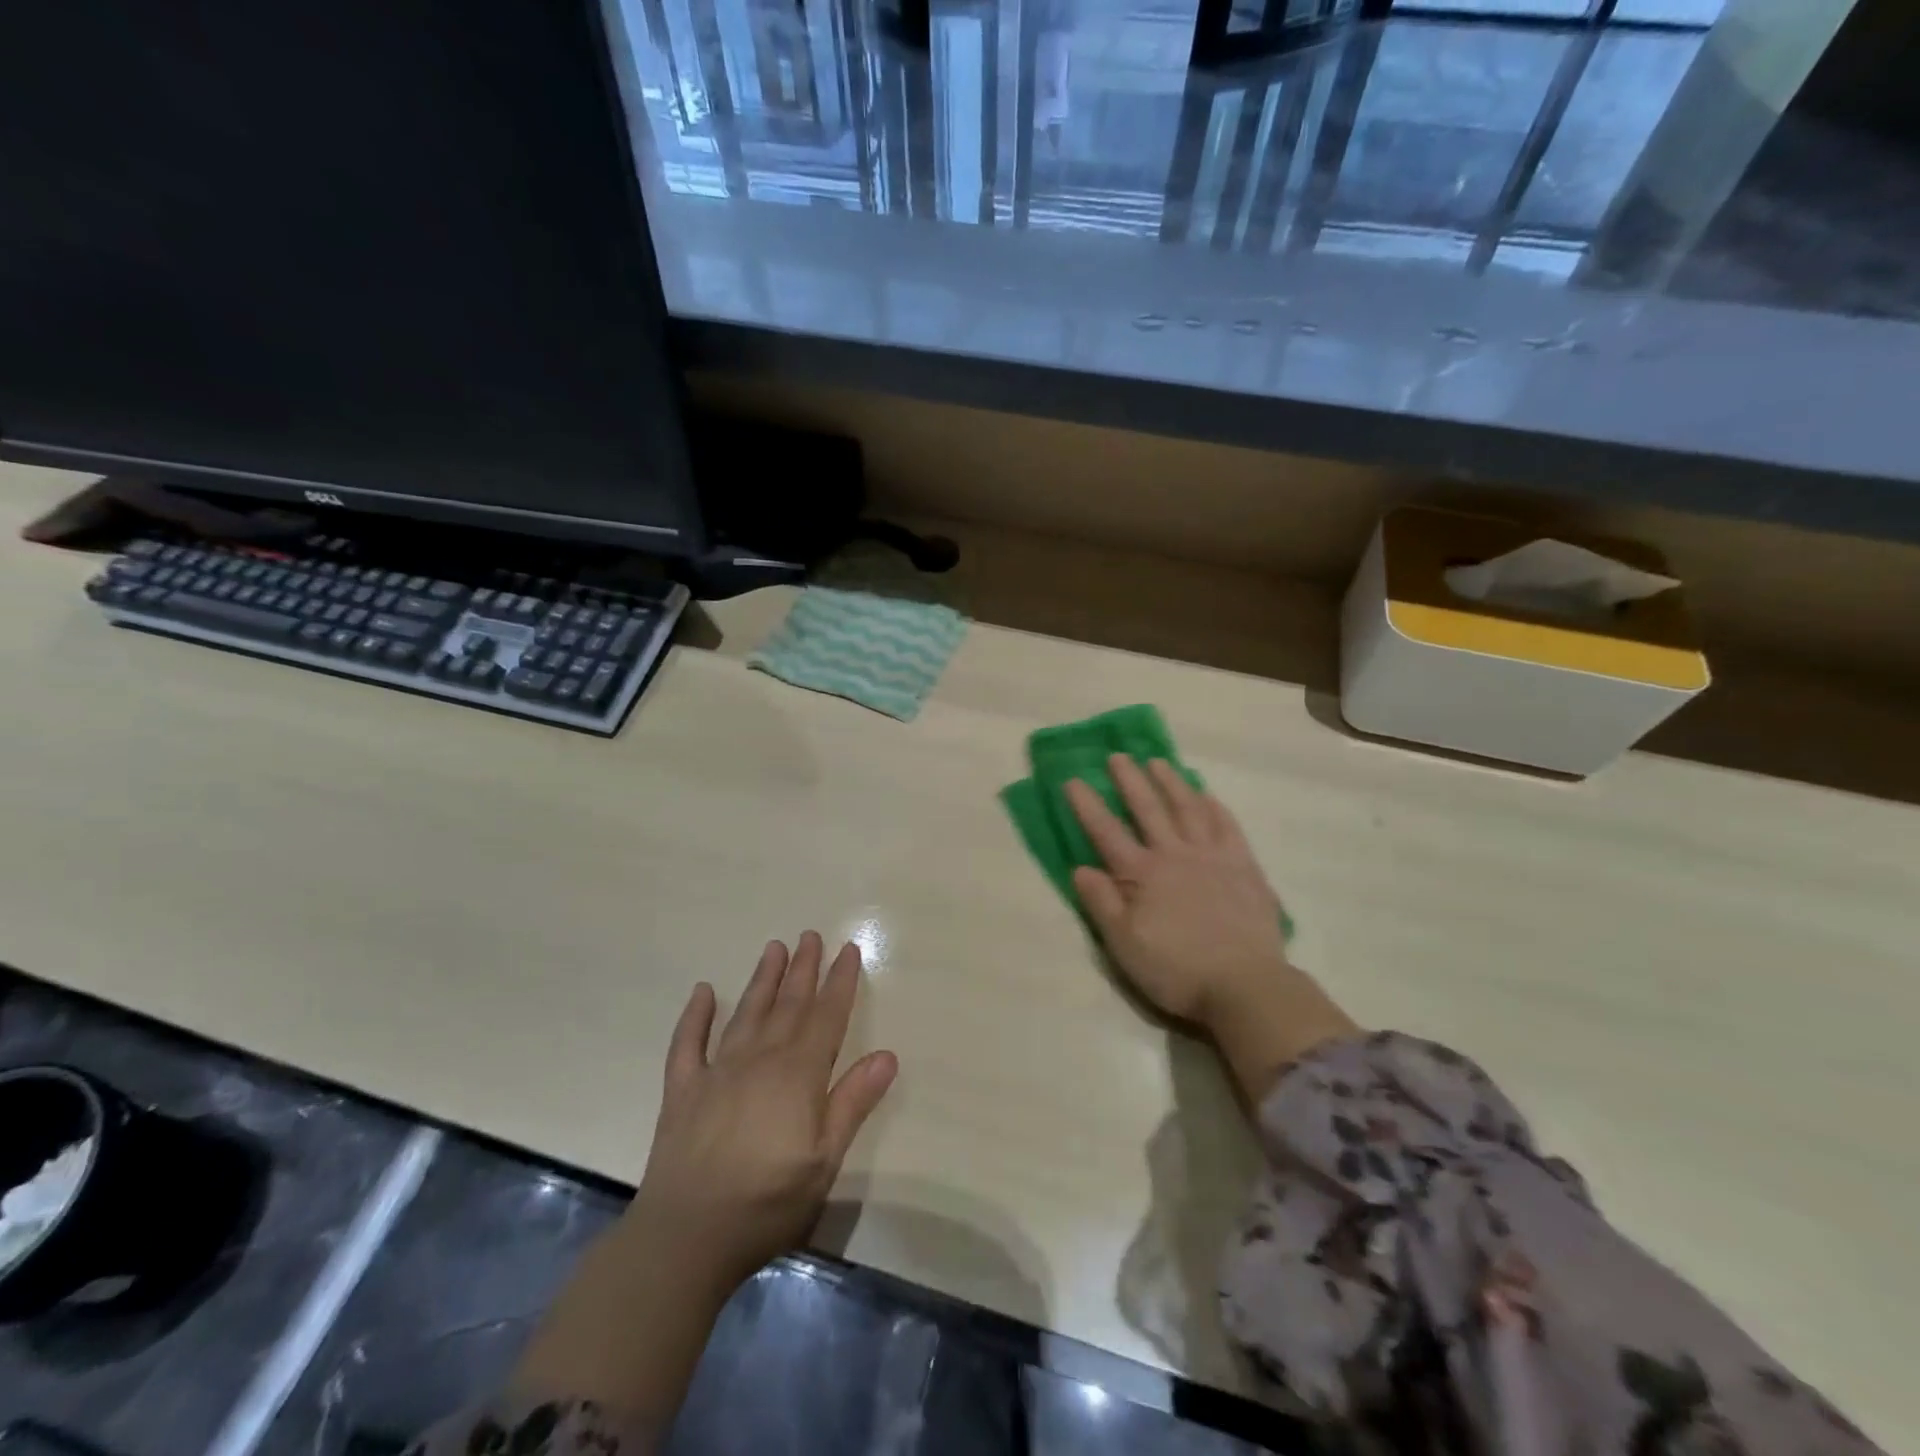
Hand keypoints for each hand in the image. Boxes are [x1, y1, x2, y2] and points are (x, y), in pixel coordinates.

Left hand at [631, 932, 897, 1288]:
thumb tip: (887, 1055)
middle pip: (788, 1005)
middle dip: (803, 969)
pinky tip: (702, 993)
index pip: (826, 1017)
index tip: (848, 950)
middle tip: (811, 935)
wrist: (685, 1237)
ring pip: (746, 1013)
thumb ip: (853, 1103)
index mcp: (797, 1075)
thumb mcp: (825, 1160)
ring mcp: (717, 1071)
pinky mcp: (683, 1090)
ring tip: (774, 948)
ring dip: (762, 979)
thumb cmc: (766, 1203)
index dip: (839, 982)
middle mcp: (759, 1060)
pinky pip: (688, 1043)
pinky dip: (695, 1016)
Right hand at [1065, 757, 1288, 1022]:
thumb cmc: (1177, 969)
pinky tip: (1208, 796)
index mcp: (1142, 874)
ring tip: (1158, 762)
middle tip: (1118, 756)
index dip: (1088, 805)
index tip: (1073, 780)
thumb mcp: (1124, 945)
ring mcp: (1213, 857)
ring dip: (1171, 783)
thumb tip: (1080, 868)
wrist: (1245, 985)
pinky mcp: (1244, 867)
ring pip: (1188, 809)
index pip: (1107, 832)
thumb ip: (1102, 903)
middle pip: (1148, 809)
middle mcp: (1175, 855)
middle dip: (1130, 781)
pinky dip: (1215, 808)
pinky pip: (1228, 827)